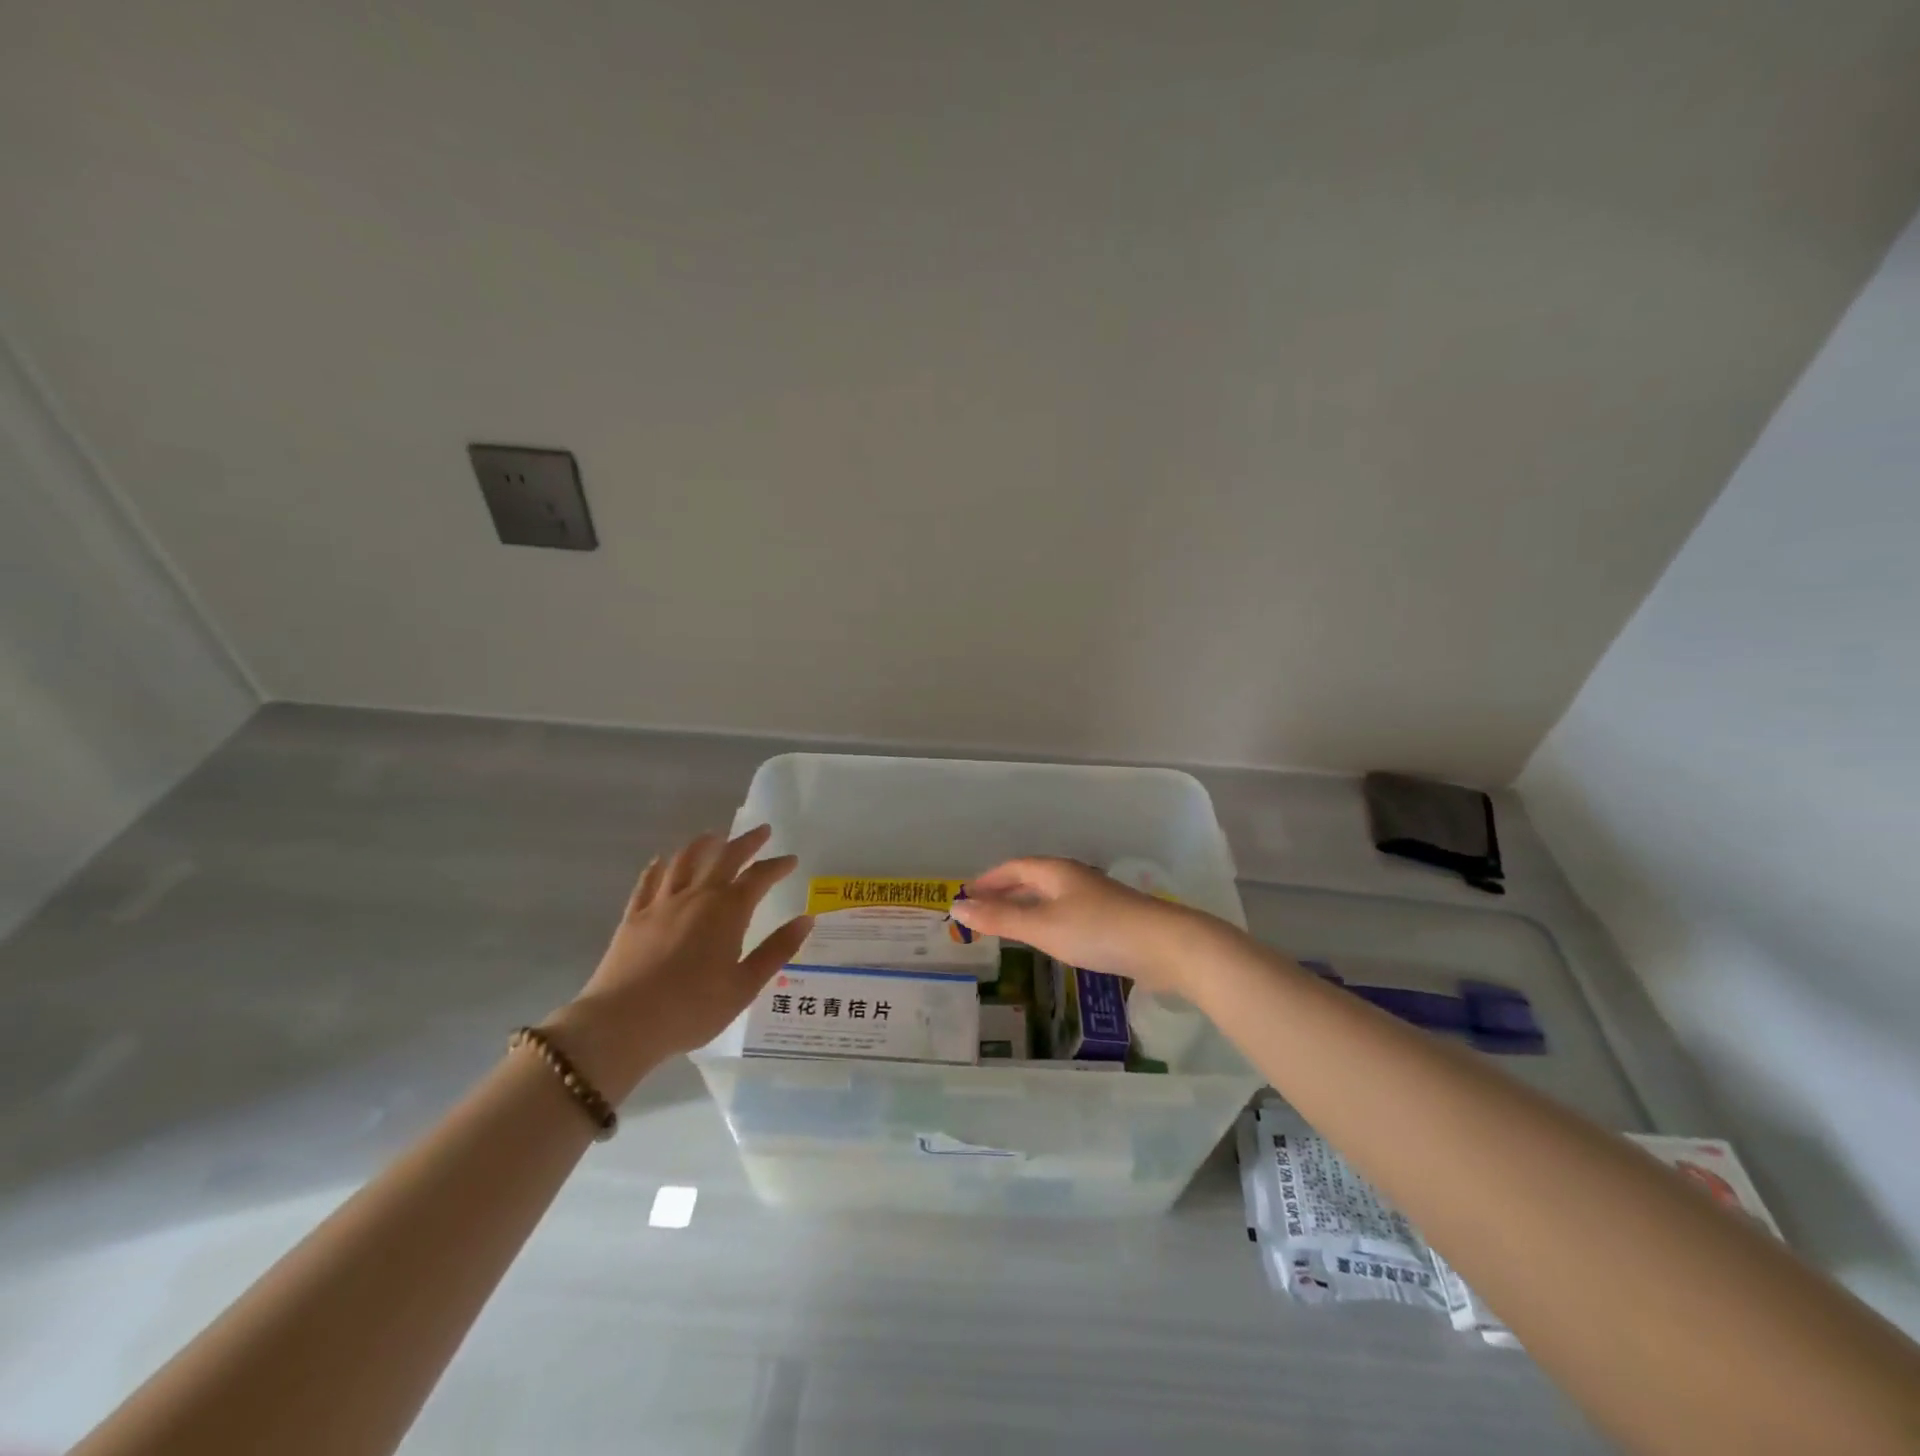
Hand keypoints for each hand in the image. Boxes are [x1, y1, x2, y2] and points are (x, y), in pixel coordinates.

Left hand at [544, 825, 811, 1098]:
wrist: (623, 1022)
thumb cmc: (693, 1008)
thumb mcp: (745, 985)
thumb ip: (776, 950)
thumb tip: (806, 919)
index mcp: (728, 911)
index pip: (759, 877)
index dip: (777, 866)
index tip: (790, 860)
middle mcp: (697, 896)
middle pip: (724, 857)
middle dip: (746, 842)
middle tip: (762, 831)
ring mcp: (661, 903)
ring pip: (685, 861)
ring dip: (703, 844)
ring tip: (714, 836)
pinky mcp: (634, 917)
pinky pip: (648, 882)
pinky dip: (659, 867)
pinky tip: (661, 862)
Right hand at [952, 857, 1213, 995]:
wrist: (1165, 946)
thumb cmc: (1097, 930)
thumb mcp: (1042, 926)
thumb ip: (1000, 918)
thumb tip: (957, 906)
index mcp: (1055, 871)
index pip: (1014, 868)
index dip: (988, 879)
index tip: (966, 894)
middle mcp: (1073, 878)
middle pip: (1032, 879)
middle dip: (1004, 892)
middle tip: (981, 910)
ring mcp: (1094, 898)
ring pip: (1050, 897)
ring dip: (1025, 906)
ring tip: (1007, 924)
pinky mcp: (1110, 919)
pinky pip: (1065, 913)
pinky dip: (1045, 920)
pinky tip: (1048, 939)